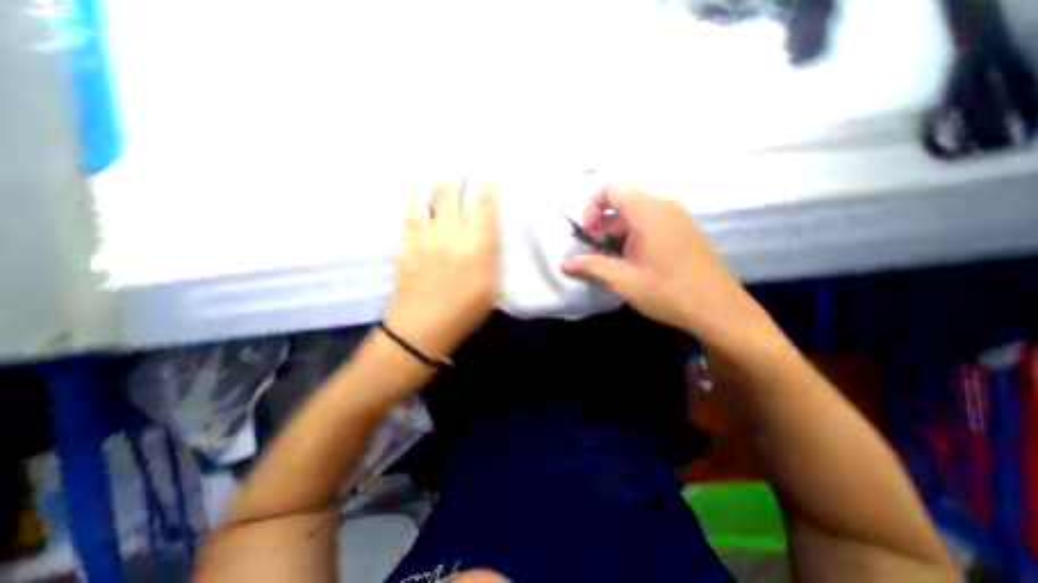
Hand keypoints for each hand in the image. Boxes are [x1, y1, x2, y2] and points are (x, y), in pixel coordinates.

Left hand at [386, 178, 499, 359]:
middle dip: (455, 179)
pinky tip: (416, 207)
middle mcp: (450, 235)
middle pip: (450, 195)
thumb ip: (492, 258)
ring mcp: (423, 238)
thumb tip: (489, 235)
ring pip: (425, 200)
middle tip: (457, 173)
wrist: (421, 329)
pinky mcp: (404, 246)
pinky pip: (407, 218)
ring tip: (437, 187)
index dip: (485, 185)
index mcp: (476, 247)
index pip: (483, 207)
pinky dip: (413, 208)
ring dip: (432, 191)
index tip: (486, 169)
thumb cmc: (464, 312)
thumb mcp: (492, 289)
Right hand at [560, 184, 769, 342]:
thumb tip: (564, 264)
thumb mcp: (623, 280)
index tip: (587, 233)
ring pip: (634, 217)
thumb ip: (591, 267)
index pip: (612, 189)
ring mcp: (675, 219)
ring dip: (616, 235)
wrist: (718, 309)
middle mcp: (663, 207)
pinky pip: (649, 225)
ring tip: (611, 262)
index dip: (592, 206)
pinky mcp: (681, 232)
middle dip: (602, 227)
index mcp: (649, 212)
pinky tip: (630, 263)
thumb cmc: (668, 291)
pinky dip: (632, 238)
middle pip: (622, 204)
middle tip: (594, 254)